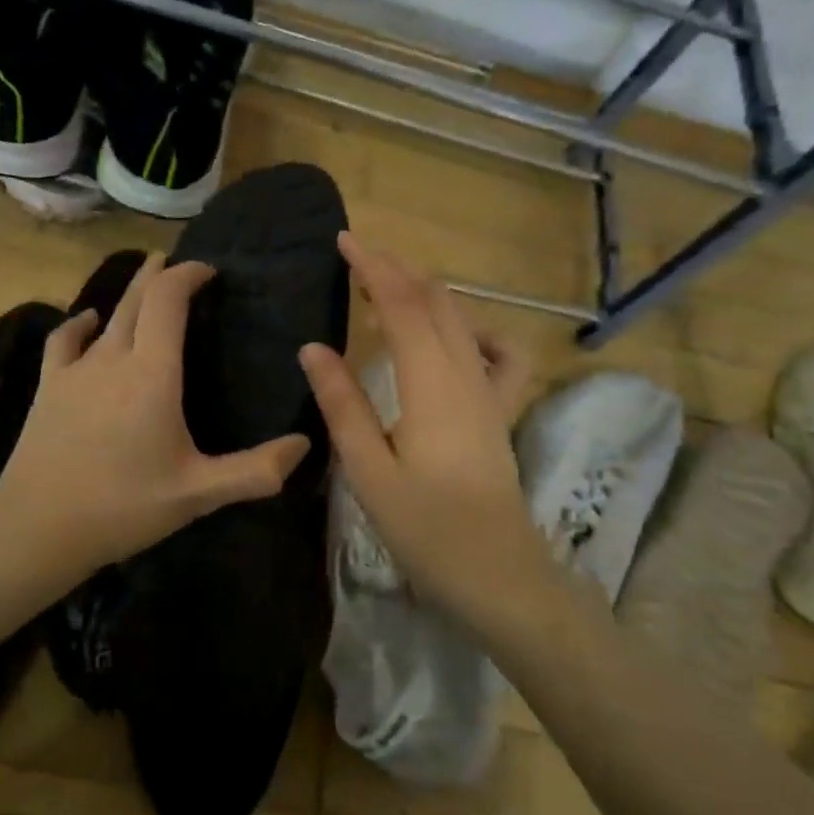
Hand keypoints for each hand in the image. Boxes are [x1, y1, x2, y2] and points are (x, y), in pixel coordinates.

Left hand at [0, 253, 310, 580]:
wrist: (38, 527)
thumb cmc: (124, 506)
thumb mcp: (199, 494)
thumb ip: (256, 471)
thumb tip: (305, 444)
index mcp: (152, 374)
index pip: (167, 300)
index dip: (187, 274)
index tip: (207, 270)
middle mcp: (113, 358)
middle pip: (136, 298)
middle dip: (159, 273)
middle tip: (178, 262)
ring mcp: (75, 370)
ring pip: (106, 315)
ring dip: (128, 294)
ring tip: (144, 280)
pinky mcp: (48, 387)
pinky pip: (64, 340)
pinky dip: (81, 324)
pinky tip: (88, 322)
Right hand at [299, 233, 550, 632]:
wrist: (497, 572)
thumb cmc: (425, 526)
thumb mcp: (368, 469)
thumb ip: (342, 404)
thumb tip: (313, 347)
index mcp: (430, 383)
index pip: (402, 305)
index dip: (373, 267)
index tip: (344, 241)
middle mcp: (466, 373)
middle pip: (435, 301)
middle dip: (396, 270)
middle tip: (357, 258)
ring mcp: (490, 390)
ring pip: (463, 319)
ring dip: (426, 292)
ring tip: (389, 287)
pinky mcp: (500, 410)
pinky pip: (500, 354)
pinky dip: (477, 330)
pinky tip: (458, 336)